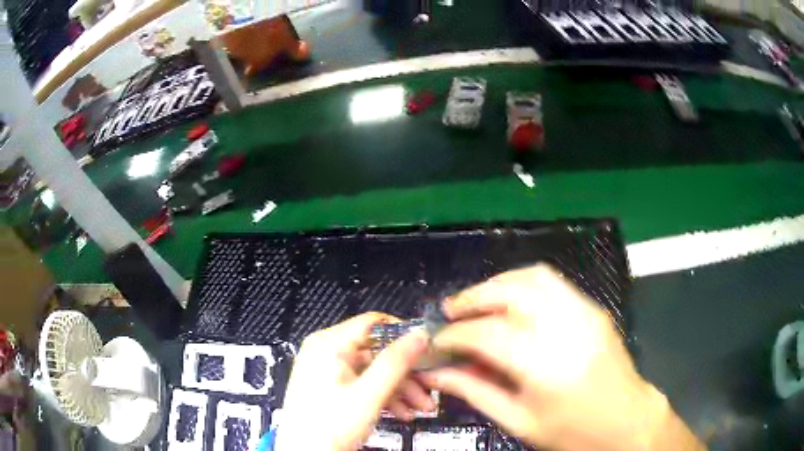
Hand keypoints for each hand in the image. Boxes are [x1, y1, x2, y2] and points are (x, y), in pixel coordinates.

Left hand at [275, 312, 434, 450]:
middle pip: (377, 352)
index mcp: (328, 344)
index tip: (426, 351)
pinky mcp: (331, 387)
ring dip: (399, 389)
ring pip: (373, 371)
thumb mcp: (368, 395)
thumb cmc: (328, 426)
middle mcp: (326, 352)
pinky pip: (363, 383)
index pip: (374, 323)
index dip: (403, 335)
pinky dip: (383, 396)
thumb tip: (418, 335)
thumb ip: (395, 363)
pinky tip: (400, 412)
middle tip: (427, 390)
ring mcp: (328, 370)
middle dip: (406, 374)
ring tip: (418, 408)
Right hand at [420, 265, 703, 450]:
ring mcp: (584, 311)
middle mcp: (566, 327)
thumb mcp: (518, 422)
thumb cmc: (572, 432)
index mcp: (545, 365)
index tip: (435, 342)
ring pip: (531, 277)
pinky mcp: (593, 307)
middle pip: (509, 292)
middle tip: (449, 313)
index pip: (486, 334)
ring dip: (496, 284)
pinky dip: (521, 284)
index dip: (453, 335)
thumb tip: (435, 372)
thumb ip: (474, 391)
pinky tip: (509, 303)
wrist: (627, 420)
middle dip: (471, 298)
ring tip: (475, 303)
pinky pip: (552, 282)